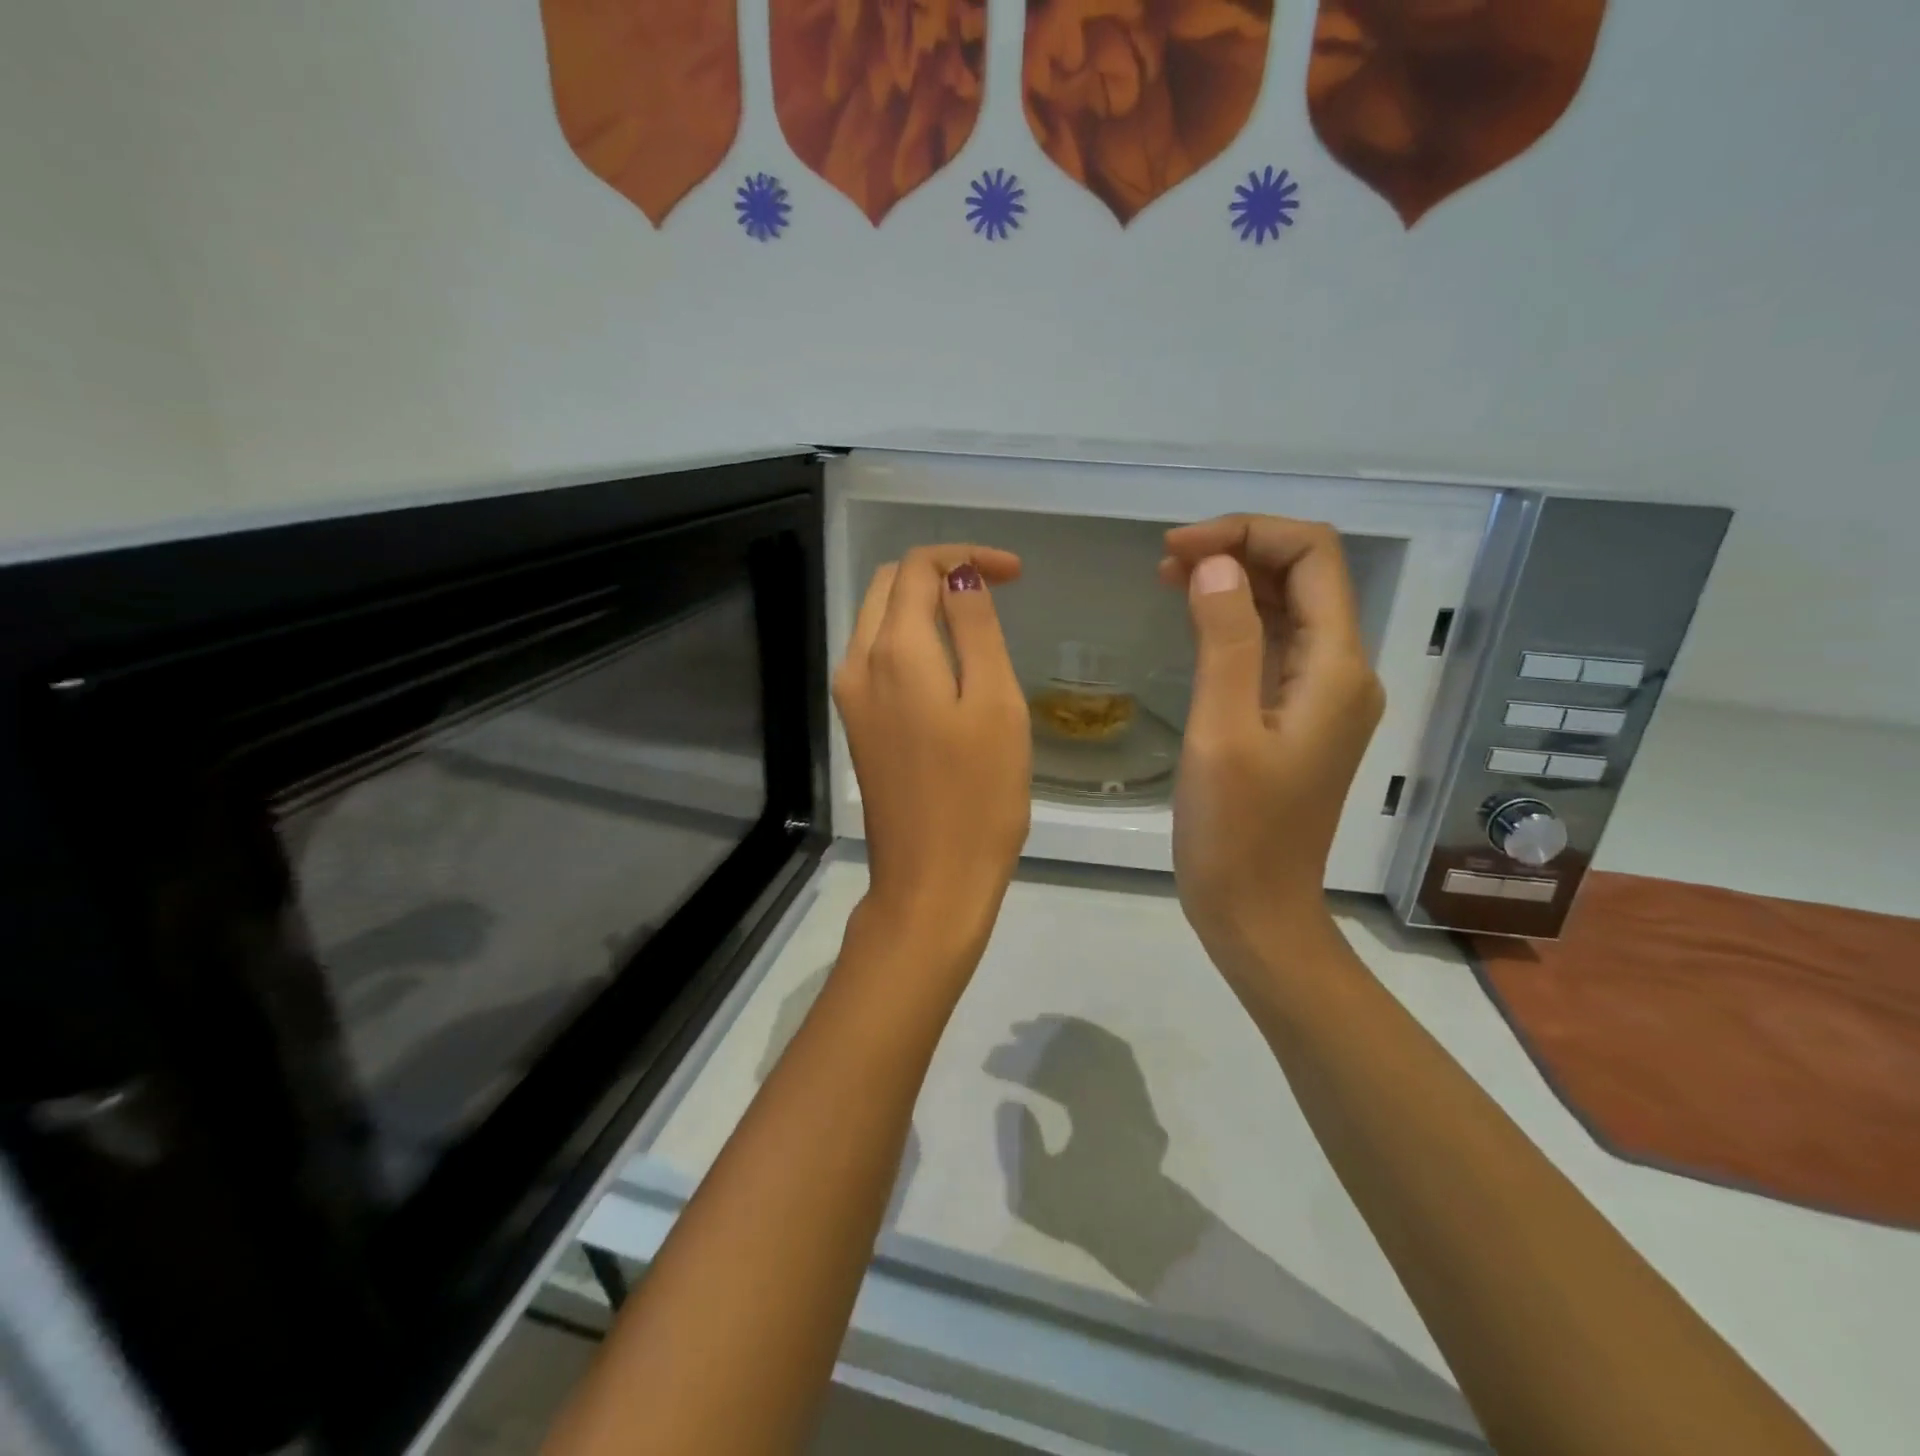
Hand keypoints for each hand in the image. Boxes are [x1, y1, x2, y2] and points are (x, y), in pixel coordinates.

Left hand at [835, 546, 1031, 945]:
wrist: (931, 881)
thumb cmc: (978, 796)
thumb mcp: (994, 703)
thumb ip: (975, 629)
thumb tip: (961, 578)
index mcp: (893, 650)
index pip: (918, 569)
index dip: (967, 557)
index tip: (1016, 574)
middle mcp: (858, 663)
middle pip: (889, 587)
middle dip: (941, 573)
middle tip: (999, 588)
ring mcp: (850, 697)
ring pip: (877, 619)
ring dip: (923, 604)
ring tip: (977, 619)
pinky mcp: (857, 725)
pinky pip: (876, 656)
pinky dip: (910, 638)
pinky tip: (948, 660)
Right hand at [1159, 516, 1383, 969]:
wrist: (1257, 913)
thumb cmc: (1236, 832)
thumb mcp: (1222, 731)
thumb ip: (1225, 640)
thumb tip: (1215, 564)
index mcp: (1336, 669)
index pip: (1313, 557)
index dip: (1247, 534)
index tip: (1176, 550)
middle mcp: (1342, 673)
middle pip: (1305, 576)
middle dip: (1239, 551)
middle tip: (1164, 562)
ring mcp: (1321, 698)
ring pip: (1288, 610)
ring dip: (1235, 583)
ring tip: (1169, 581)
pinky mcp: (1296, 720)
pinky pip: (1274, 648)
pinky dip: (1236, 622)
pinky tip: (1195, 623)